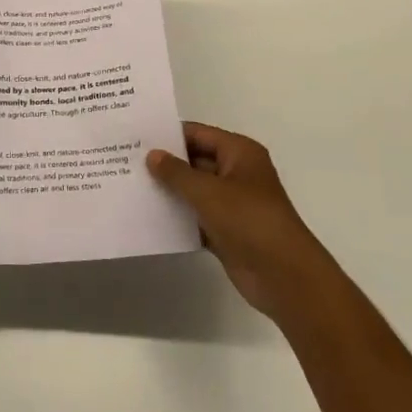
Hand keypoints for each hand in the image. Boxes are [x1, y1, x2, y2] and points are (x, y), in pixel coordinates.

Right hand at [147, 123, 332, 324]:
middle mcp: (236, 173)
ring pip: (194, 191)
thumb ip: (176, 172)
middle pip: (195, 161)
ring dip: (170, 191)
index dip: (168, 134)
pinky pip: (196, 217)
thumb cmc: (249, 220)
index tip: (136, 136)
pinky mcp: (227, 232)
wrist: (284, 277)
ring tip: (131, 186)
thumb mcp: (208, 191)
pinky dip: (178, 217)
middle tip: (127, 160)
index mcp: (239, 153)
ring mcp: (232, 204)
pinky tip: (149, 217)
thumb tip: (152, 155)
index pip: (197, 134)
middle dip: (165, 163)